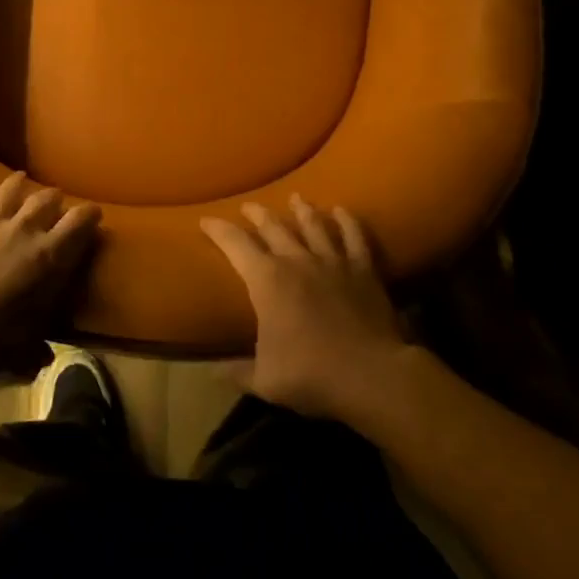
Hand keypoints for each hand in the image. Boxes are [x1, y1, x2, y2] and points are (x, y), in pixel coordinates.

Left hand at [0, 158, 101, 388]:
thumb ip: (39, 345)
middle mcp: (23, 230)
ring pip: (9, 191)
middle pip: (45, 201)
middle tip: (56, 203)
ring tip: (23, 179)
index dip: (89, 216)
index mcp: (48, 257)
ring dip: (19, 183)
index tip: (94, 214)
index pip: (79, 224)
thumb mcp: (27, 346)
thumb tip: (46, 359)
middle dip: (54, 200)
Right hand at [201, 196, 405, 419]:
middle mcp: (297, 261)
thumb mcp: (264, 380)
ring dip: (302, 210)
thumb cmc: (311, 375)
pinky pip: (354, 238)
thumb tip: (211, 372)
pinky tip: (342, 211)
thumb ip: (237, 372)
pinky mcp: (363, 270)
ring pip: (314, 225)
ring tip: (296, 198)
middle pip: (273, 227)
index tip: (206, 220)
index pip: (235, 244)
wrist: (371, 375)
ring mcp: (332, 262)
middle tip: (249, 206)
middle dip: (258, 214)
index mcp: (266, 280)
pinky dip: (348, 222)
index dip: (218, 230)